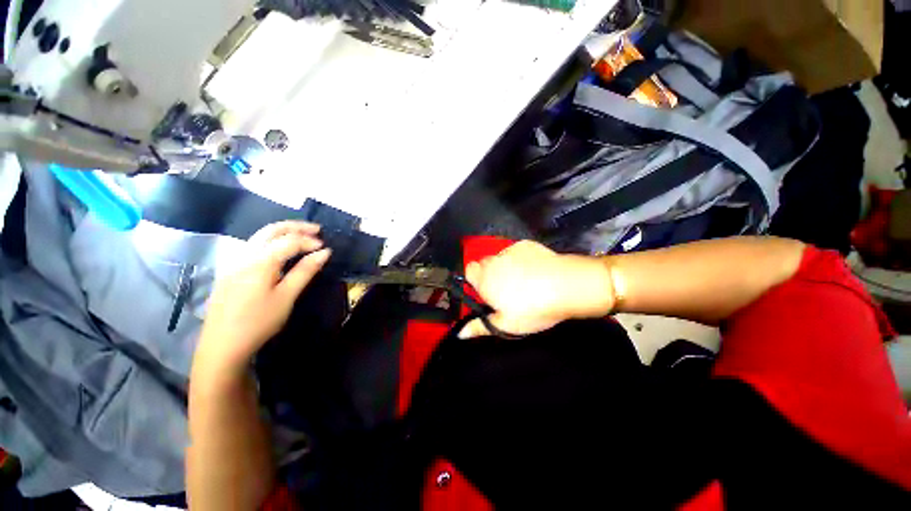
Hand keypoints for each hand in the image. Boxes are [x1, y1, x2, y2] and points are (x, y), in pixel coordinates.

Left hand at [195, 221, 330, 373]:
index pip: (289, 241)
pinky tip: (279, 250)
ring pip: (260, 236)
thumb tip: (325, 252)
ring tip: (302, 236)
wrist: (222, 345)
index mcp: (260, 262)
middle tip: (317, 229)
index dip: (309, 241)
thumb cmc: (259, 322)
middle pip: (271, 230)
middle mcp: (245, 255)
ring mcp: (234, 262)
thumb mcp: (287, 297)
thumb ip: (305, 271)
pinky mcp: (230, 271)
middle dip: (295, 227)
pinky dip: (271, 240)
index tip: (326, 247)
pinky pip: (253, 246)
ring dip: (283, 231)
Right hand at [459, 241, 613, 338]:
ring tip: (524, 280)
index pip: (469, 270)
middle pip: (484, 263)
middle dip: (490, 273)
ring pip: (500, 257)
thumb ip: (481, 327)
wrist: (567, 286)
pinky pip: (516, 251)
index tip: (486, 290)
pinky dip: (520, 259)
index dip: (475, 279)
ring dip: (505, 266)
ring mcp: (510, 250)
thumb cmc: (534, 309)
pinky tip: (535, 269)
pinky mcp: (526, 244)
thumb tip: (459, 333)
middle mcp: (494, 261)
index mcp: (485, 280)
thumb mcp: (507, 325)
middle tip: (506, 289)